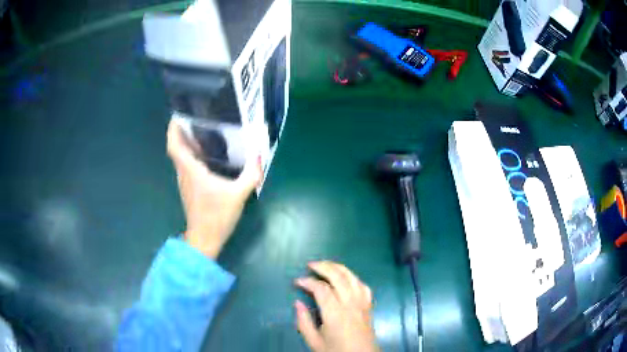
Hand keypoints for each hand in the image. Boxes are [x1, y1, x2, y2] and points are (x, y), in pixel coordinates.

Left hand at [166, 120, 261, 258]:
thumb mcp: (238, 195)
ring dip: (187, 144)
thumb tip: (260, 156)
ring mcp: (185, 182)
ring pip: (181, 158)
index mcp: (191, 171)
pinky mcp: (190, 189)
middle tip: (196, 117)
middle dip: (182, 132)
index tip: (178, 115)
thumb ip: (250, 175)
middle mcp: (184, 174)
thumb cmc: (217, 216)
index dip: (173, 130)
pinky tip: (207, 154)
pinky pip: (187, 166)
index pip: (174, 146)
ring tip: (202, 131)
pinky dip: (192, 156)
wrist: (205, 239)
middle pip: (177, 149)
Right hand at [294, 261, 379, 351]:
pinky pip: (363, 285)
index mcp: (335, 313)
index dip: (308, 281)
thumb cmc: (336, 351)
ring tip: (326, 265)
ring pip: (352, 277)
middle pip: (339, 276)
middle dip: (323, 267)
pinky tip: (346, 278)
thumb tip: (297, 303)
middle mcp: (351, 303)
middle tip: (310, 265)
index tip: (297, 281)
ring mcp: (362, 303)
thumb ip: (304, 322)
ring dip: (338, 267)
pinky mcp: (368, 306)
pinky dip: (353, 277)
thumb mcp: (314, 342)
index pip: (321, 289)